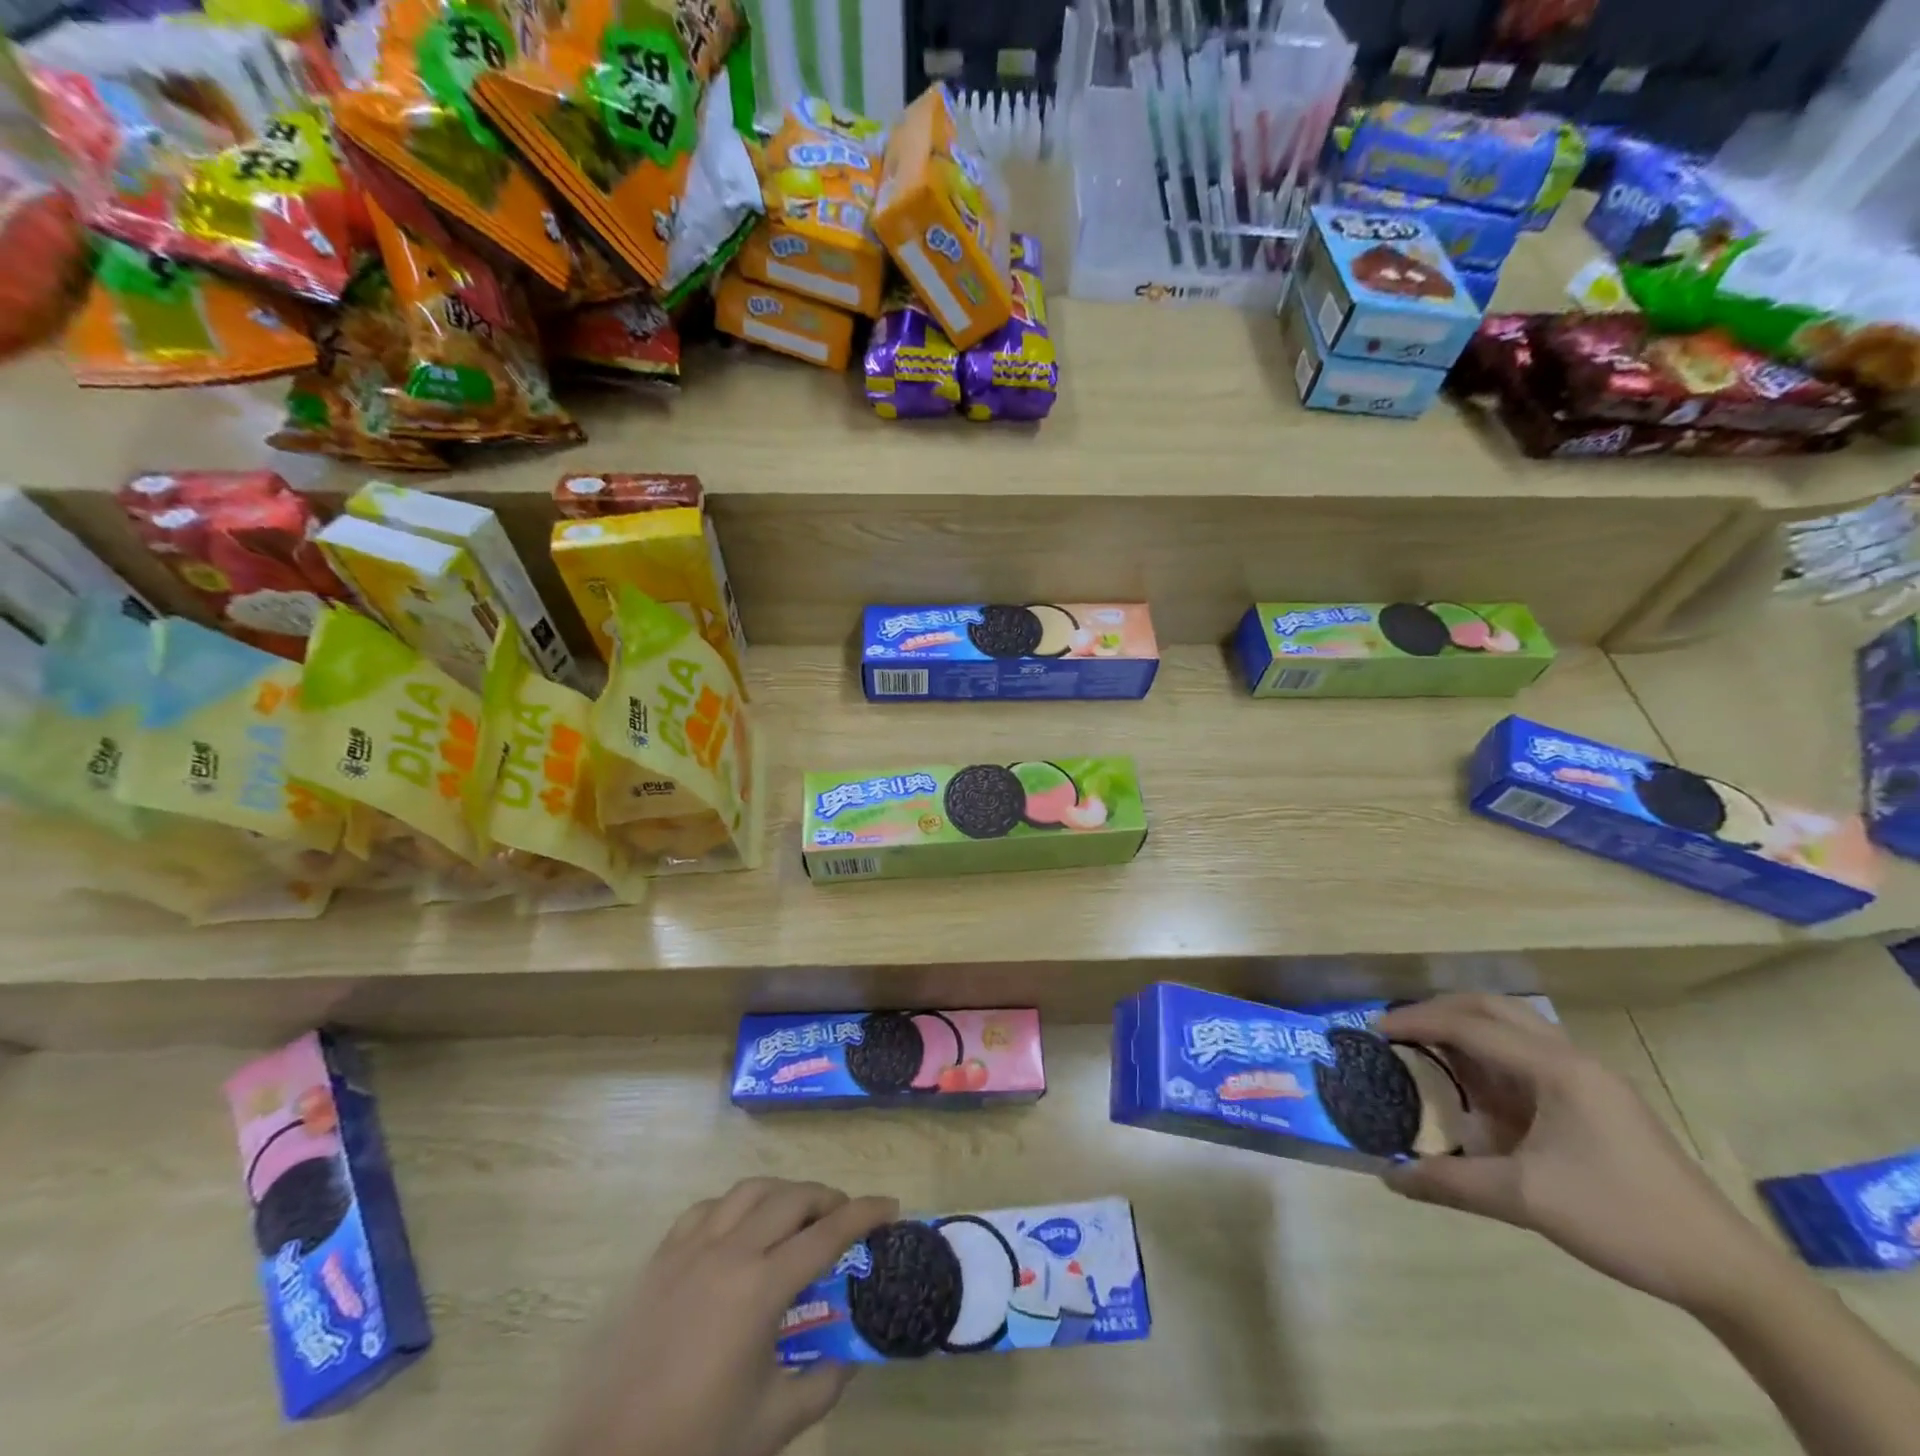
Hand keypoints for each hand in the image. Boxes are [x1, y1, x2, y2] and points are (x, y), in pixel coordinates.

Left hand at [545, 1178, 897, 1455]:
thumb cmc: (694, 1448)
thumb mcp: (772, 1426)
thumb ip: (822, 1385)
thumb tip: (851, 1358)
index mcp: (760, 1288)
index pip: (827, 1234)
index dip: (864, 1214)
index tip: (890, 1206)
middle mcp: (729, 1251)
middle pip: (791, 1198)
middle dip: (827, 1198)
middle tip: (844, 1217)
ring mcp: (690, 1248)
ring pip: (749, 1190)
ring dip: (783, 1194)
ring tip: (796, 1215)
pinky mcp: (660, 1258)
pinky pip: (707, 1208)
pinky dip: (735, 1206)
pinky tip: (738, 1229)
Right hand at [1375, 995, 1783, 1315]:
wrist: (1727, 1271)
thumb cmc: (1623, 1220)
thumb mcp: (1527, 1200)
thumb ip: (1452, 1182)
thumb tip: (1389, 1176)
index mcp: (1557, 1069)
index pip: (1471, 1026)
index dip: (1417, 1022)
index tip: (1374, 1029)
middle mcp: (1572, 1060)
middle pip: (1494, 1009)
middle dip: (1440, 1011)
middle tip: (1399, 1028)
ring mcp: (1589, 1080)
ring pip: (1515, 1030)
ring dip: (1468, 1031)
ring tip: (1427, 1050)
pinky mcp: (1597, 1103)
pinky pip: (1530, 1059)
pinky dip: (1491, 1059)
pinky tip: (1475, 1089)